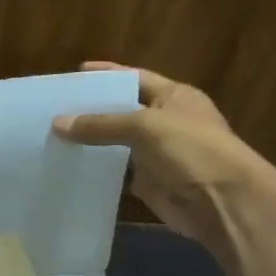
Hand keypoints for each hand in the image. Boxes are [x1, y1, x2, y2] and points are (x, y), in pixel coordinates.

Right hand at [53, 61, 275, 250]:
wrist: (222, 202)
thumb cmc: (192, 150)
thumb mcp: (145, 127)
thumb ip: (101, 124)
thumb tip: (57, 123)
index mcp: (174, 97)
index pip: (135, 78)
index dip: (108, 74)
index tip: (76, 72)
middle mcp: (165, 122)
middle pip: (121, 111)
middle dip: (91, 110)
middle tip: (54, 108)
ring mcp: (156, 153)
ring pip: (115, 143)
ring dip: (90, 142)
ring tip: (52, 137)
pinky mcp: (148, 182)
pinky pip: (116, 172)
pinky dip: (95, 170)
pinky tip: (68, 166)